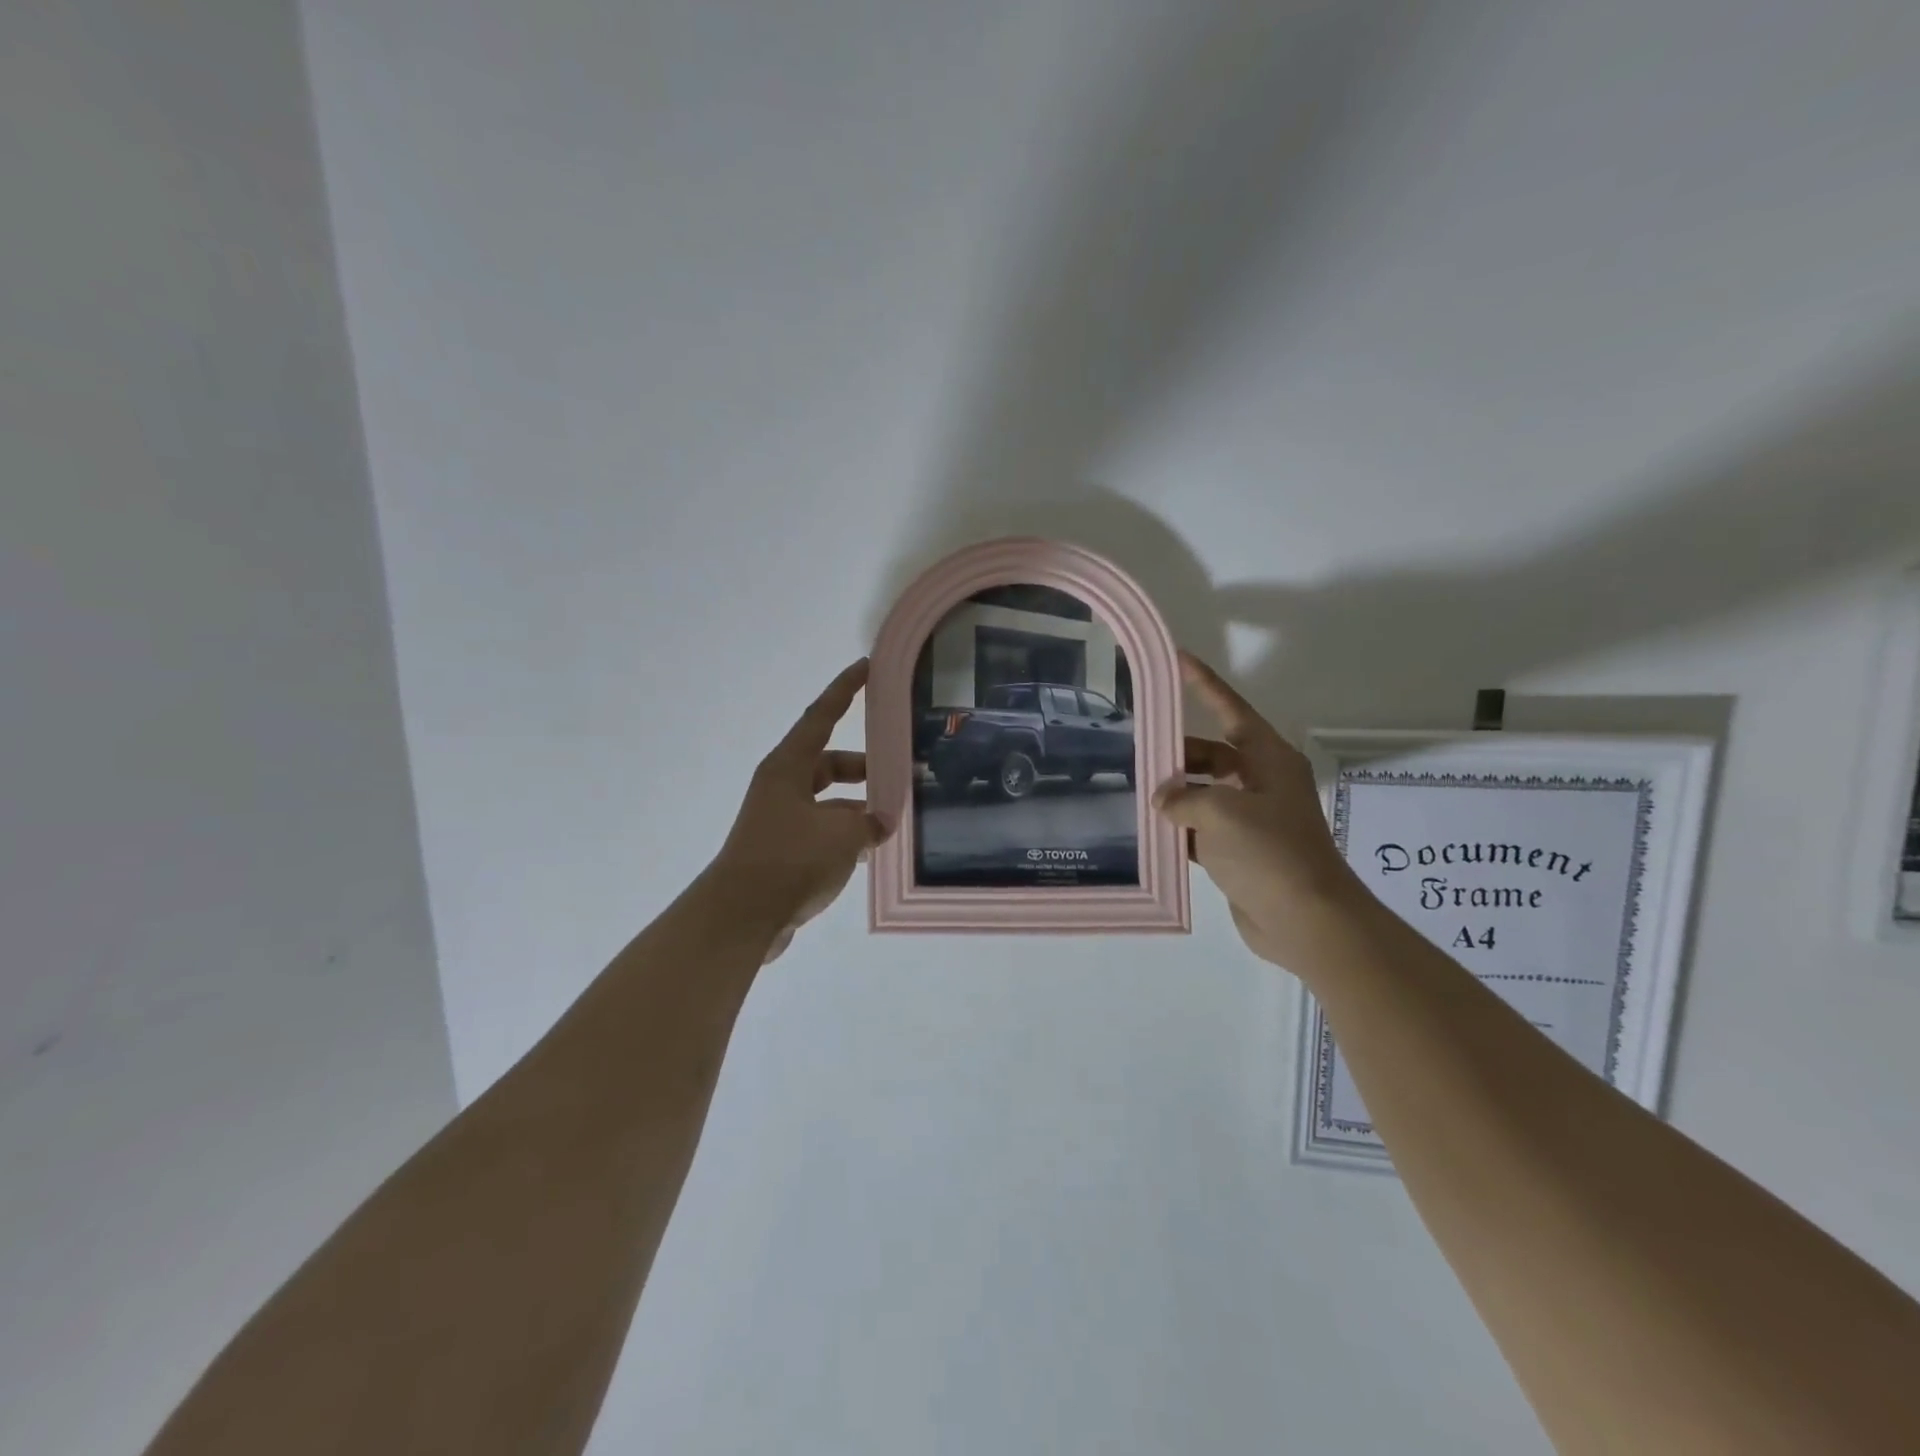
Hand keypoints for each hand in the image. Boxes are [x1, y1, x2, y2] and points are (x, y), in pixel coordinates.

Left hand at [710, 659, 892, 963]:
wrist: (741, 917)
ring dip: (858, 807)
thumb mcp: (843, 833)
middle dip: (864, 768)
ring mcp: (779, 819)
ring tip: (892, 822)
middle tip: (900, 775)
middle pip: (829, 763)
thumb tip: (878, 823)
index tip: (866, 666)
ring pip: (828, 800)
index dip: (845, 689)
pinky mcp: (781, 850)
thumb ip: (869, 820)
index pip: (822, 716)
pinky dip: (845, 835)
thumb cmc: (791, 859)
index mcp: (788, 767)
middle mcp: (781, 786)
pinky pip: (821, 830)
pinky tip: (870, 853)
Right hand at [1154, 651, 1365, 967]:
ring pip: (1204, 793)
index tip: (1177, 660)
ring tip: (1134, 792)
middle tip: (1136, 754)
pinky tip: (1150, 831)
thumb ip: (1183, 797)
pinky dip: (1180, 828)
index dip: (1204, 684)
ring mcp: (1252, 818)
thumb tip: (1164, 799)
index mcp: (1269, 760)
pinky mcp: (1241, 851)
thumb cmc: (1269, 853)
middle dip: (1177, 754)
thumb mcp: (1220, 814)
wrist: (1306, 920)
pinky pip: (1203, 828)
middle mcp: (1262, 782)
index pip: (1230, 709)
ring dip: (1175, 794)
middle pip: (1212, 754)